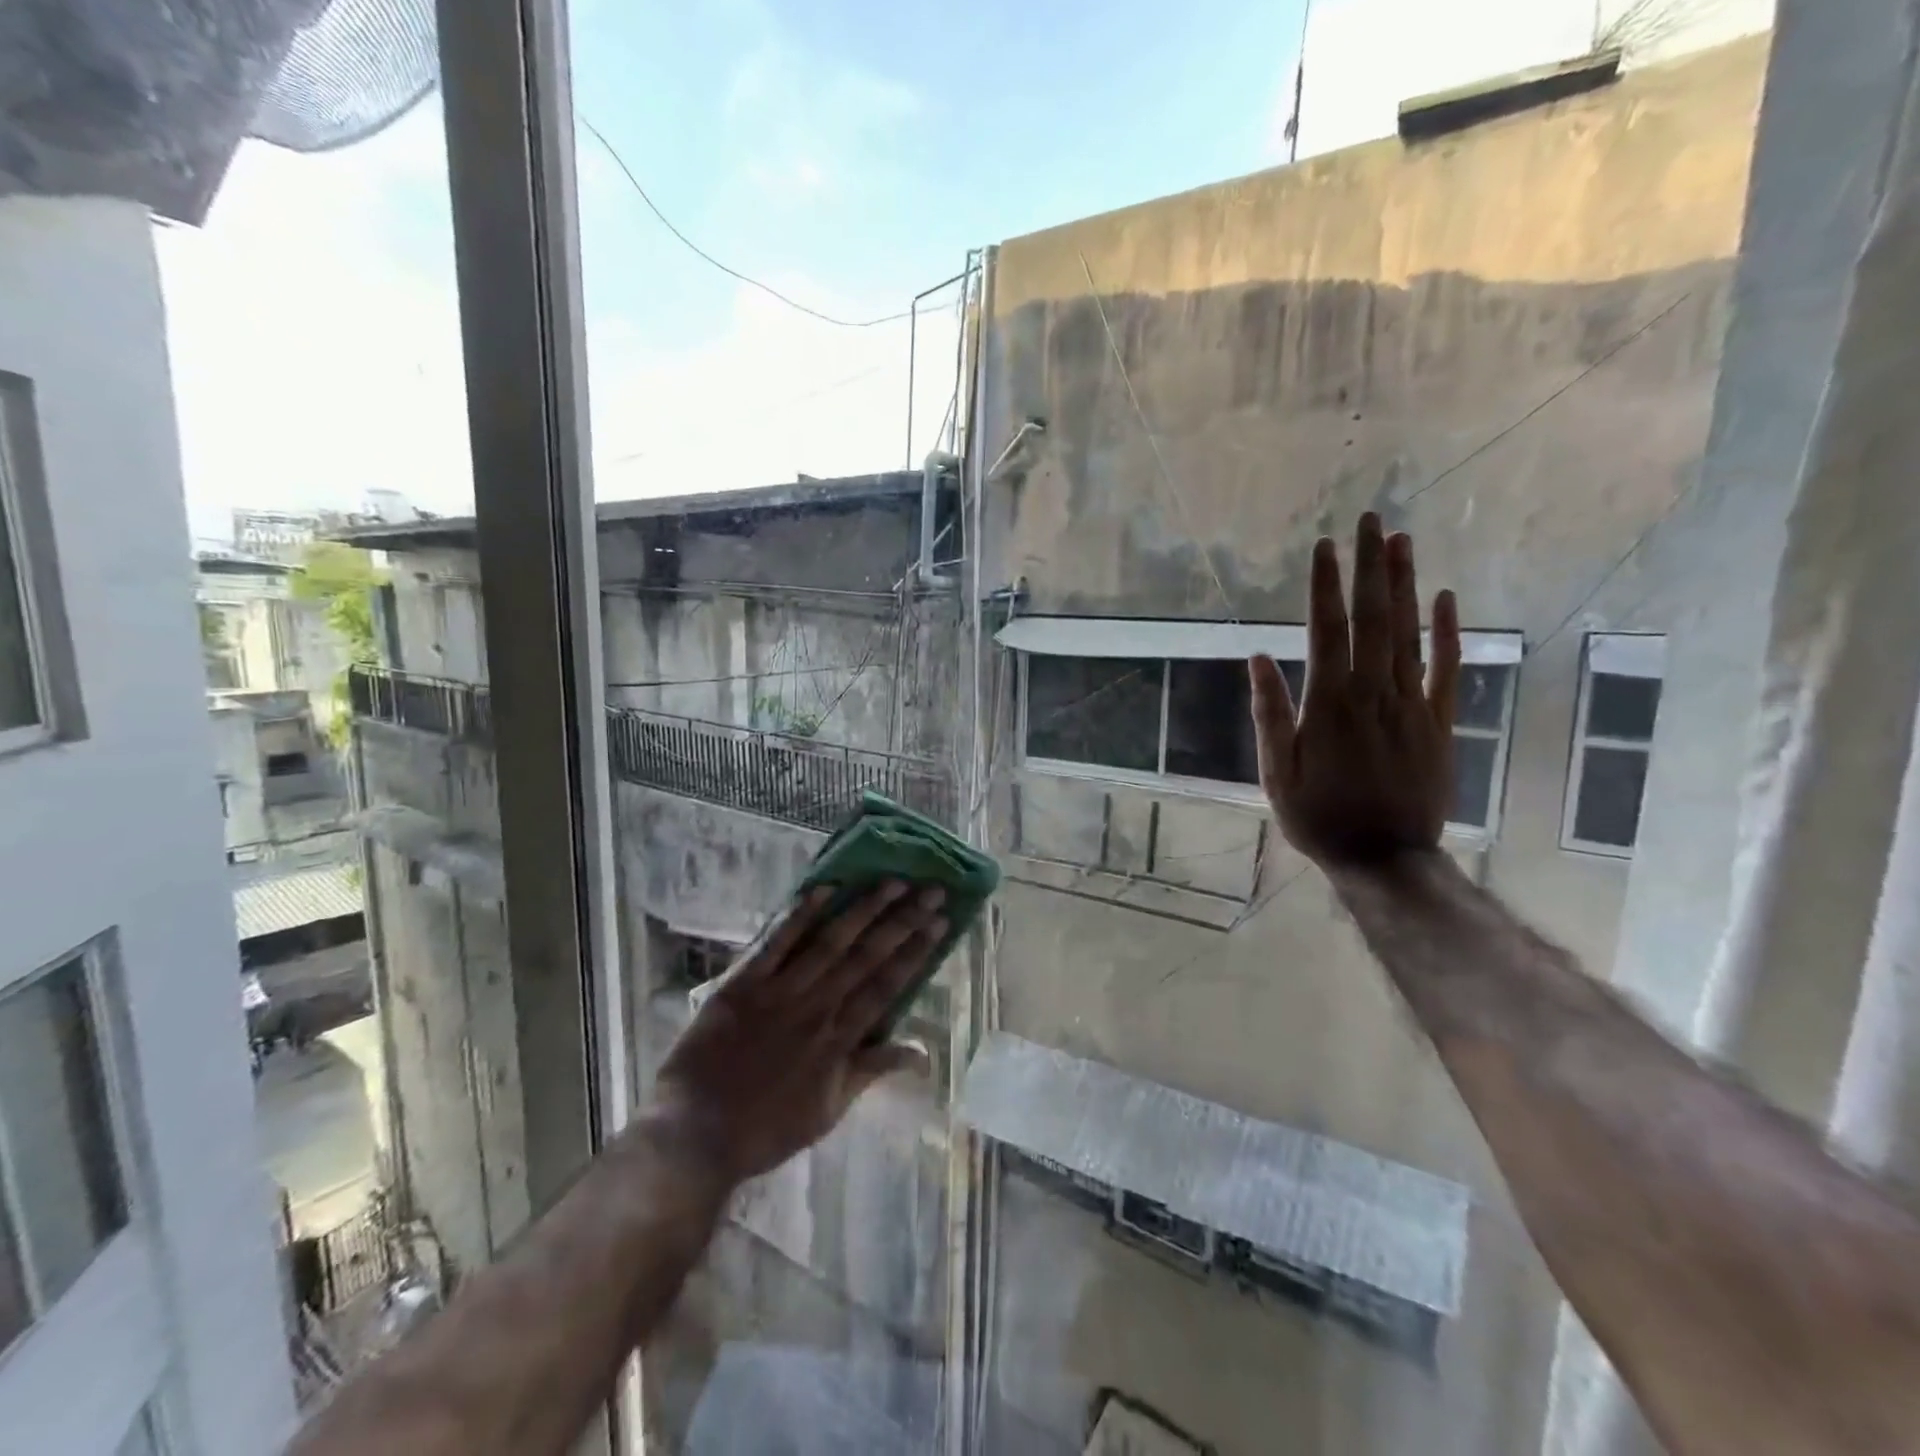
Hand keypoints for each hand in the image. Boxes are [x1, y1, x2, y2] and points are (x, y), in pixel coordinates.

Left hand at [651, 881, 944, 1185]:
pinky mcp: (743, 983)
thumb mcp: (829, 1110)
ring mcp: (780, 991)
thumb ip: (872, 1071)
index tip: (941, 922)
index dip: (917, 951)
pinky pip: (776, 943)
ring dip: (864, 909)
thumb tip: (922, 1053)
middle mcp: (817, 1007)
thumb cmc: (765, 1129)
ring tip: (893, 880)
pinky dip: (801, 915)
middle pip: (867, 956)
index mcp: (839, 1040)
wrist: (695, 1134)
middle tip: (932, 889)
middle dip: (903, 920)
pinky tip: (825, 888)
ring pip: (831, 942)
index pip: (887, 985)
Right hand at [1249, 512, 1461, 866]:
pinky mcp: (1439, 722)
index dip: (1325, 586)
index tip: (1323, 546)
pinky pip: (1446, 669)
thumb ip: (1270, 713)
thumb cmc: (1318, 816)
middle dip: (1370, 567)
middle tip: (1370, 520)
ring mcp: (1412, 705)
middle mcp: (1373, 693)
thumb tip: (1257, 658)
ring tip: (1401, 541)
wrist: (1385, 858)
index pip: (1327, 630)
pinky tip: (1446, 598)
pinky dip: (1447, 633)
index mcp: (1329, 704)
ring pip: (1409, 634)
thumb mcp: (1276, 772)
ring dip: (1405, 585)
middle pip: (1374, 618)